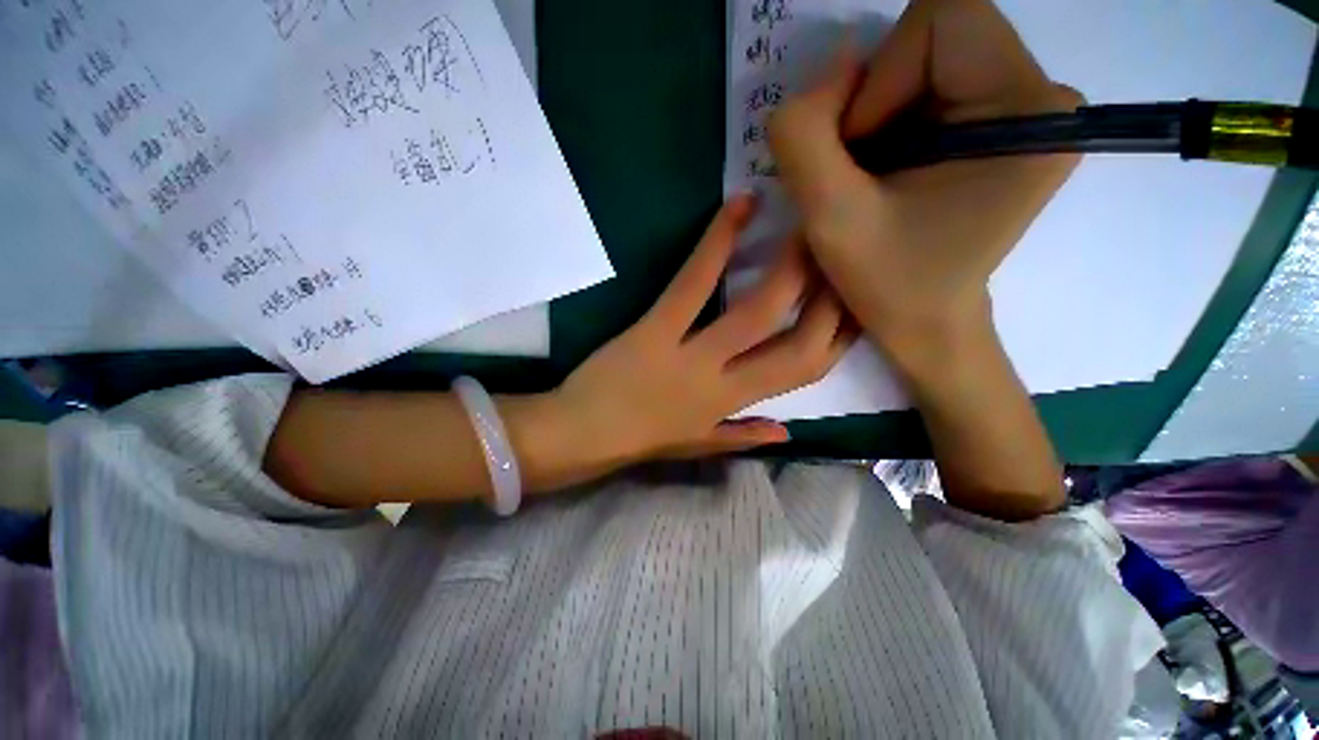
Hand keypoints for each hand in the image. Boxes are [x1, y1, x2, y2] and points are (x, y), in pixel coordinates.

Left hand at [551, 194, 853, 468]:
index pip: (804, 374)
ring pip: (754, 311)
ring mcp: (689, 354)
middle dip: (832, 299)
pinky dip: (717, 243)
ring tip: (811, 222)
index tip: (856, 303)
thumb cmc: (637, 440)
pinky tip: (738, 206)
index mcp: (732, 407)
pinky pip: (693, 283)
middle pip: (795, 343)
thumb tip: (788, 433)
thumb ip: (742, 436)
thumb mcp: (697, 445)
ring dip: (790, 267)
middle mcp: (723, 382)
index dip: (839, 339)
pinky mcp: (654, 328)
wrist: (579, 435)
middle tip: (845, 251)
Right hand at [768, 0, 1081, 371]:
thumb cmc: (889, 284)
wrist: (927, 324)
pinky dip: (889, 123)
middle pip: (934, 35)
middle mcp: (1041, 96)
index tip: (859, 153)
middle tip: (858, 170)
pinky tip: (884, 173)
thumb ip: (805, 138)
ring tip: (869, 179)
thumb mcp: (831, 218)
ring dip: (877, 115)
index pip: (944, 18)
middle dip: (876, 98)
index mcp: (1027, 111)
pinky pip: (930, 87)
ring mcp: (1024, 110)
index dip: (882, 77)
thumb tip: (825, 77)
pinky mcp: (1001, 126)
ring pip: (924, 60)